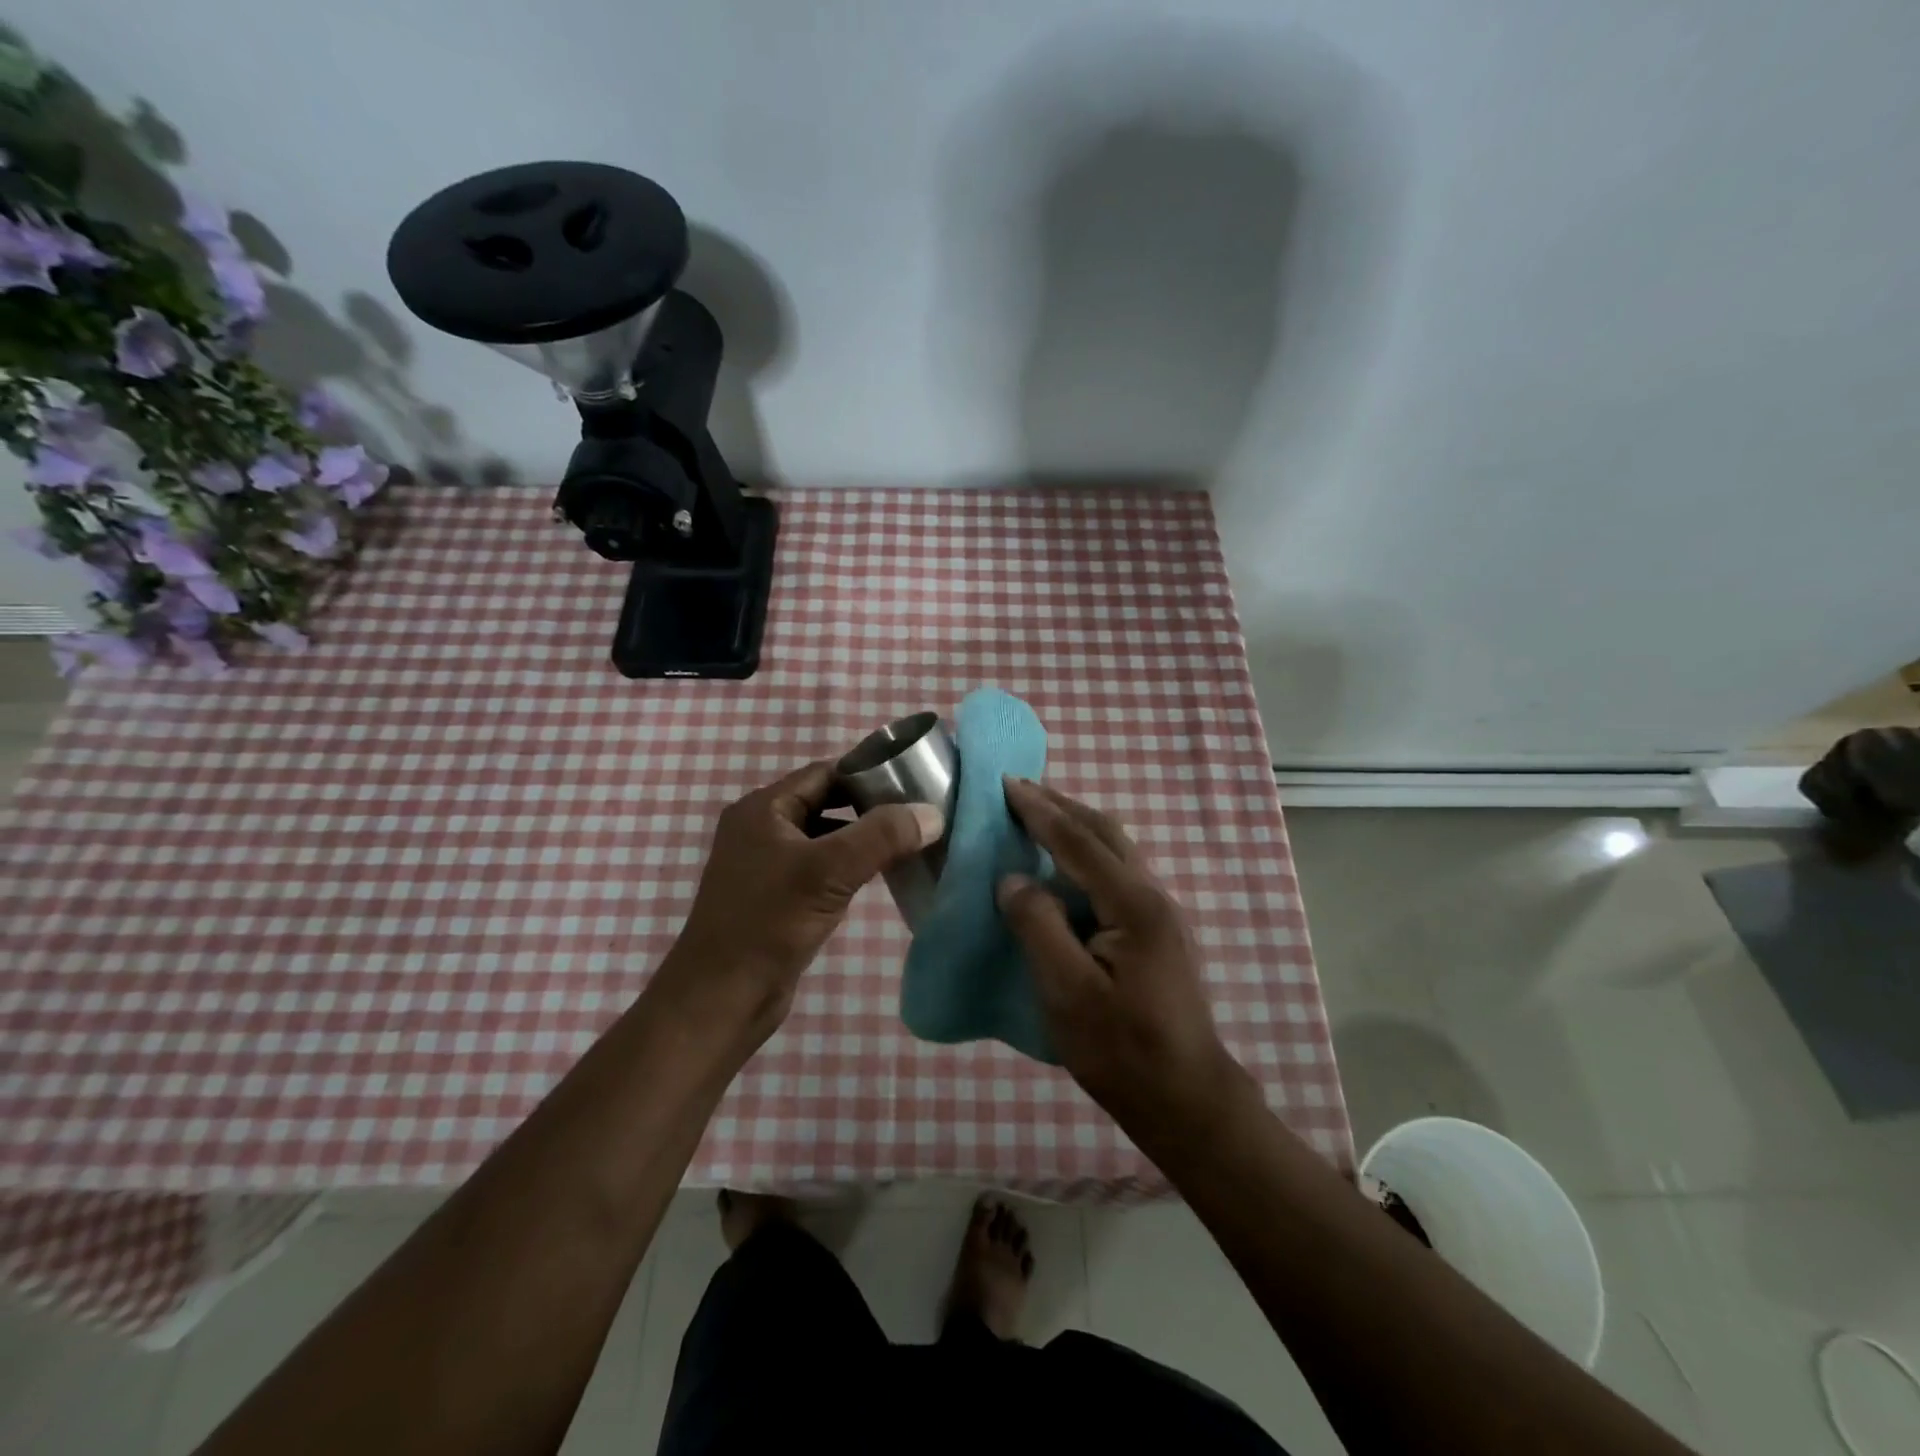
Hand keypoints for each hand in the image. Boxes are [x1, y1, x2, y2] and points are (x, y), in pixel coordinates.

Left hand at [663, 761, 942, 1037]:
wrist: (721, 999)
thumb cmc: (769, 922)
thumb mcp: (830, 871)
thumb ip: (882, 836)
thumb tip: (933, 813)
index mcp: (762, 809)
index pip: (824, 773)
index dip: (868, 774)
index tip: (912, 782)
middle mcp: (761, 829)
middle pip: (825, 803)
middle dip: (869, 808)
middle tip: (918, 814)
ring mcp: (766, 865)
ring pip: (824, 838)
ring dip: (861, 840)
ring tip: (908, 842)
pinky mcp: (775, 898)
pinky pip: (819, 869)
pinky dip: (848, 868)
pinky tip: (879, 877)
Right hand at [997, 777, 1248, 1137]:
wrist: (1186, 1099)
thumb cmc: (1121, 1049)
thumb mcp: (1067, 992)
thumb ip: (1038, 926)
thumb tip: (1012, 879)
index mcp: (1133, 904)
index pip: (1078, 841)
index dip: (1039, 811)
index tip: (1006, 783)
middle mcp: (1153, 896)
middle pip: (1104, 833)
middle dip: (1060, 806)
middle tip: (1019, 790)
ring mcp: (1160, 913)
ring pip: (1115, 850)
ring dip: (1075, 827)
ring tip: (1037, 818)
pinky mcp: (1158, 932)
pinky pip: (1117, 872)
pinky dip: (1086, 853)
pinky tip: (1065, 868)